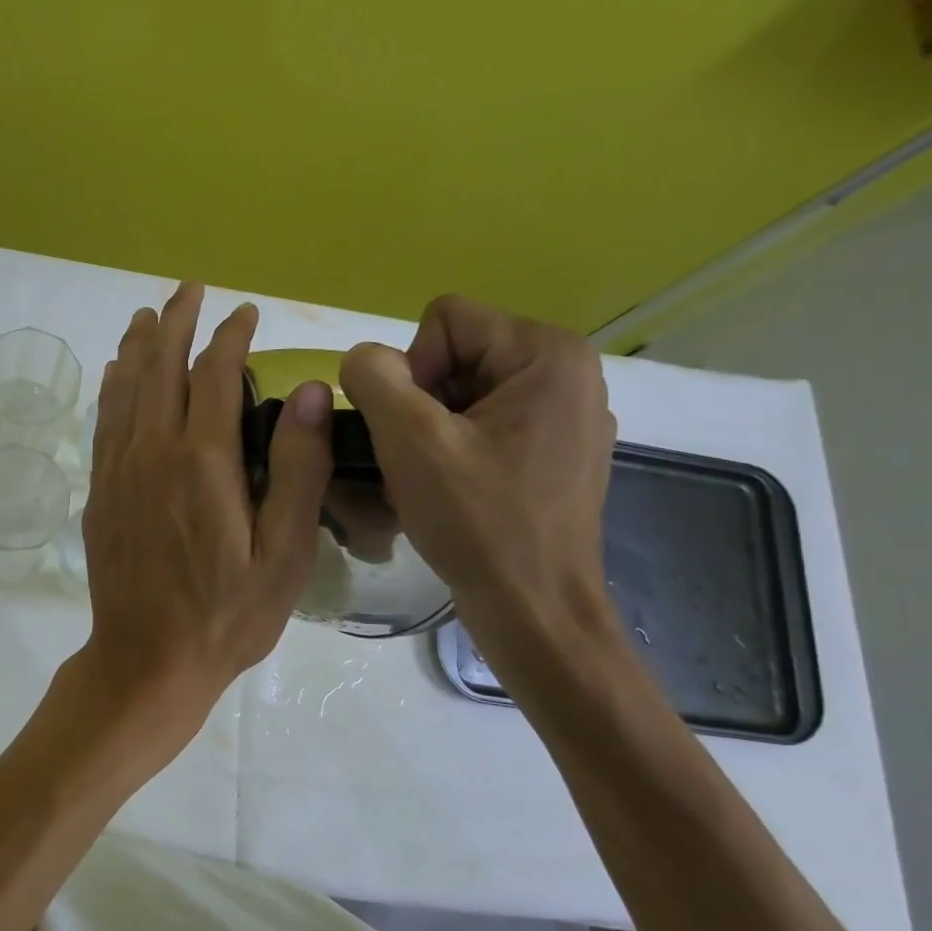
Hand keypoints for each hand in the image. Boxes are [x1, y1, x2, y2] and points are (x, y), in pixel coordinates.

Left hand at [80, 283, 331, 754]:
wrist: (146, 660)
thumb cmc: (226, 616)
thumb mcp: (283, 554)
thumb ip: (296, 470)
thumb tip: (306, 390)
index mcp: (202, 461)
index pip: (216, 374)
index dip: (231, 336)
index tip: (246, 312)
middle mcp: (152, 452)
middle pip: (161, 367)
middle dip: (177, 322)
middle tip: (190, 290)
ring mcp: (118, 470)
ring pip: (125, 389)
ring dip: (138, 346)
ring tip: (147, 315)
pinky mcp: (100, 492)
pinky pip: (104, 422)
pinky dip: (112, 388)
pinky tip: (116, 374)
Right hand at [338, 294, 615, 632]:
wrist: (533, 609)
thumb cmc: (478, 522)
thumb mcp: (410, 441)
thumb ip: (374, 379)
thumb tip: (363, 359)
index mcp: (548, 354)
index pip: (444, 321)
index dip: (411, 371)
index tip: (417, 432)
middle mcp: (568, 373)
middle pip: (455, 355)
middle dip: (420, 404)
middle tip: (418, 461)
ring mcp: (567, 415)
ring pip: (463, 393)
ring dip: (431, 432)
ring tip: (431, 481)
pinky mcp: (557, 452)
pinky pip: (485, 424)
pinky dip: (455, 450)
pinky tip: (454, 491)